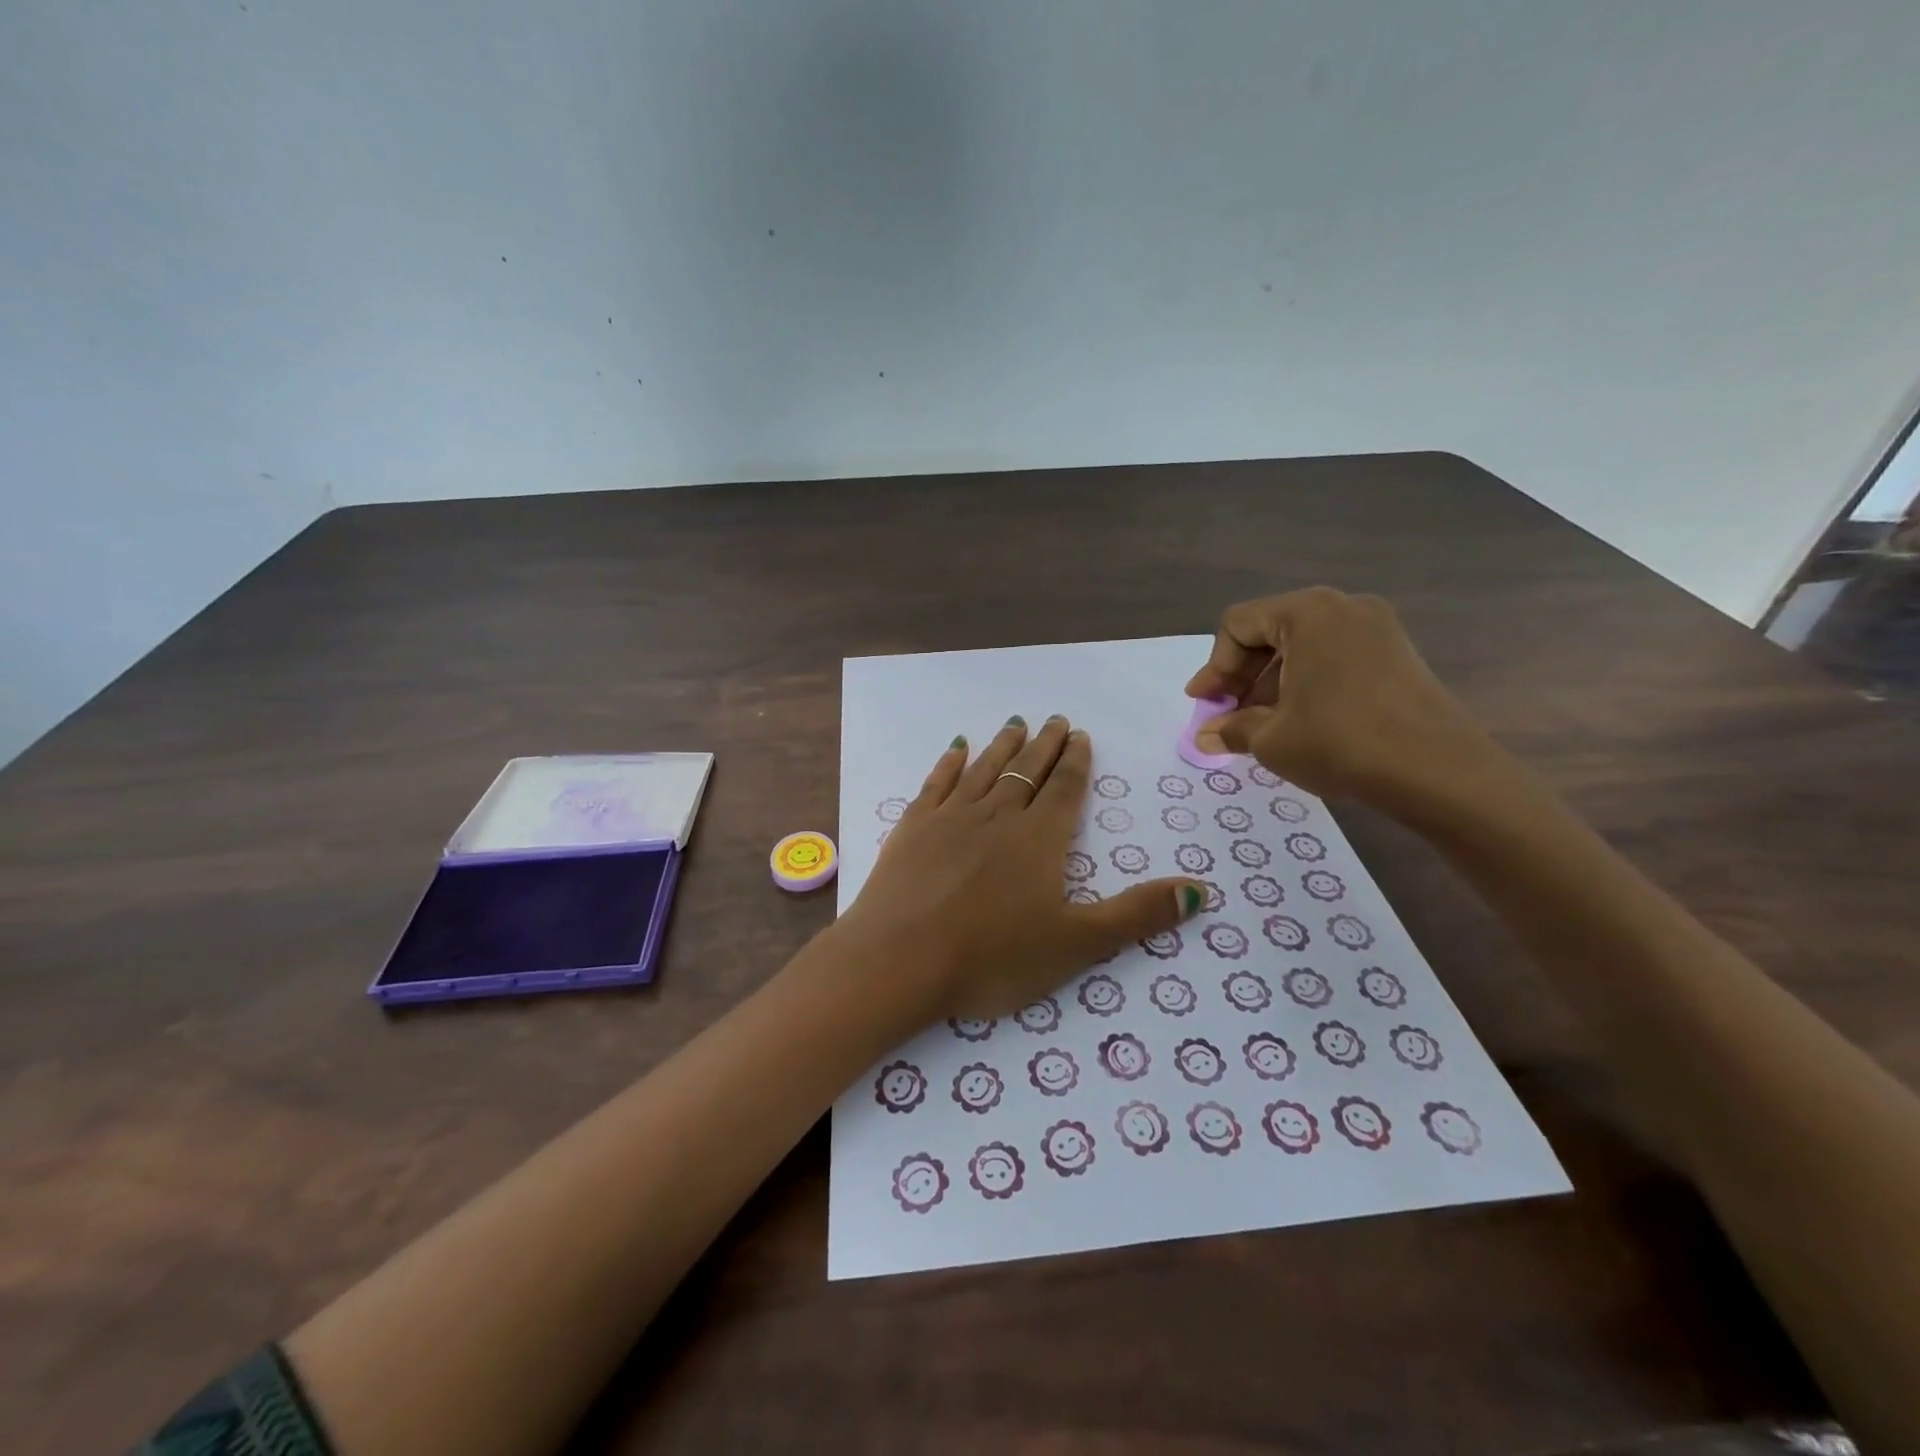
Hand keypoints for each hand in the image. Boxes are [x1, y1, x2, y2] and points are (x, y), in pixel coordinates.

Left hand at [837, 715, 1204, 1019]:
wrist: (899, 960)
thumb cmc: (992, 957)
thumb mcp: (1076, 944)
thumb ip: (1136, 914)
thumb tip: (1200, 890)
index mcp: (1039, 839)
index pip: (1064, 789)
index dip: (1076, 762)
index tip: (1081, 735)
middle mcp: (997, 815)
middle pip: (1027, 770)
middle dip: (1045, 745)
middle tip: (1056, 720)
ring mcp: (950, 817)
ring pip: (985, 769)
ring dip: (1003, 745)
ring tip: (1016, 724)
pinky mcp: (912, 827)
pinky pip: (937, 782)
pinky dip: (950, 762)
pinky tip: (957, 748)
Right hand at [1184, 587, 1499, 815]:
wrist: (1440, 772)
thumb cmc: (1341, 743)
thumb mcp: (1272, 739)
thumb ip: (1231, 729)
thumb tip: (1205, 736)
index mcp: (1307, 612)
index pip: (1238, 625)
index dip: (1214, 667)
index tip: (1204, 705)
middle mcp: (1343, 607)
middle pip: (1270, 632)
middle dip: (1242, 677)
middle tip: (1227, 716)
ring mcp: (1377, 628)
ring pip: (1303, 647)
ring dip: (1272, 683)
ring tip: (1261, 726)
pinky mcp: (1398, 654)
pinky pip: (1334, 658)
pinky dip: (1307, 684)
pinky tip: (1301, 722)